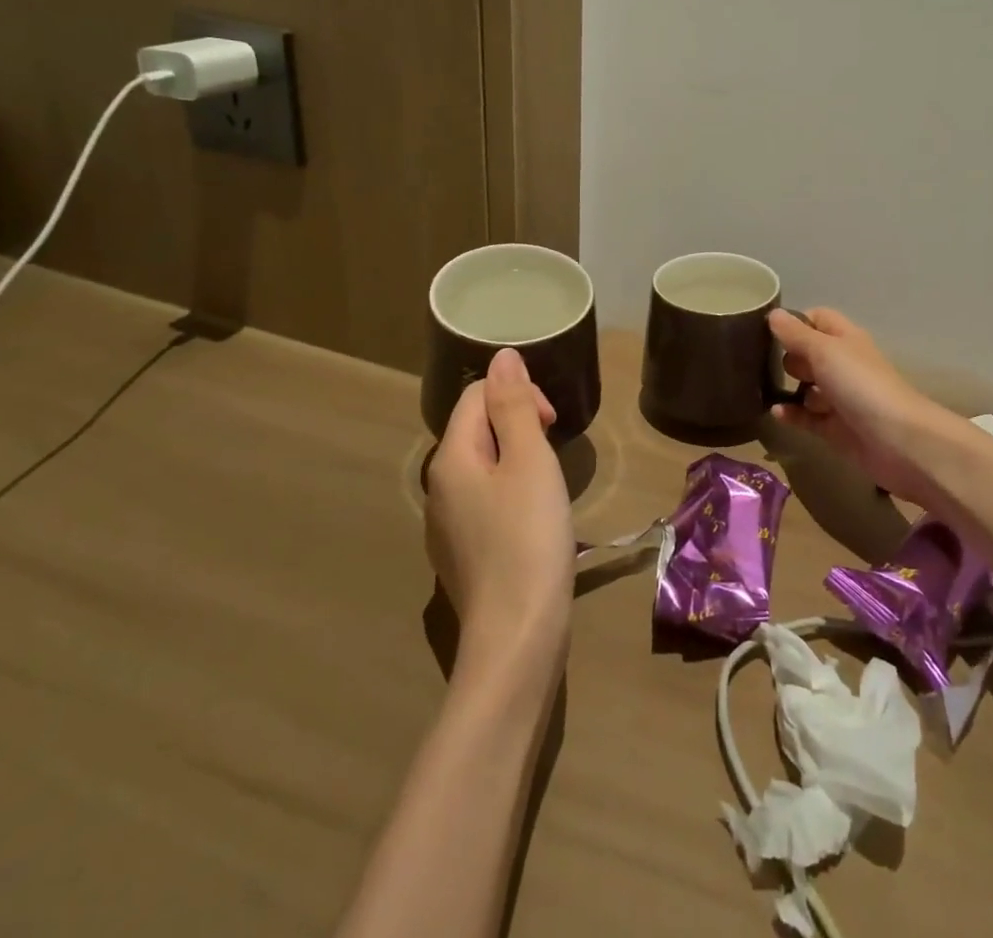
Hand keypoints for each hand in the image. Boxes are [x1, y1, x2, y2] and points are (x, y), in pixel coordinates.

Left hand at [424, 349, 574, 665]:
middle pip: (476, 429)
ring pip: (483, 467)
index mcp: (450, 458)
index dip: (518, 396)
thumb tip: (502, 356)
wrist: (517, 636)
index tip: (551, 425)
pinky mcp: (461, 554)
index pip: (476, 396)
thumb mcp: (529, 461)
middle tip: (554, 456)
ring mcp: (445, 525)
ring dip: (518, 461)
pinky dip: (511, 494)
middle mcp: (438, 487)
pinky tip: (533, 522)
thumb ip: (513, 406)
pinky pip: (484, 501)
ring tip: (549, 488)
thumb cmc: (529, 538)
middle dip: (519, 427)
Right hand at [768, 308, 950, 505]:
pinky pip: (807, 417)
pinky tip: (776, 413)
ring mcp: (840, 398)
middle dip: (789, 357)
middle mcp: (843, 365)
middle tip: (769, 364)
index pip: (818, 319)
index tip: (770, 332)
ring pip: (807, 387)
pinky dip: (792, 414)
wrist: (899, 441)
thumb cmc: (861, 385)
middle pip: (809, 354)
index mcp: (845, 339)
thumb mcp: (824, 351)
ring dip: (788, 387)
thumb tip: (773, 314)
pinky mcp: (835, 428)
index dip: (796, 322)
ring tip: (766, 389)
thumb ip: (796, 334)